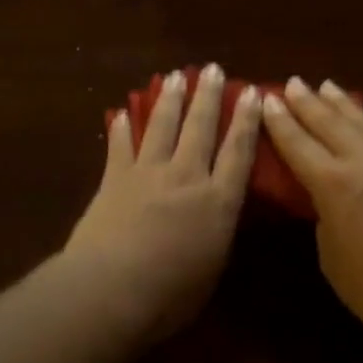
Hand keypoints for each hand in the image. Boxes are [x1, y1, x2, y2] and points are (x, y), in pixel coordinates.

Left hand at [64, 64, 262, 339]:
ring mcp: (148, 174)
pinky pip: (120, 147)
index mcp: (218, 202)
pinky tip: (122, 113)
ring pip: (162, 126)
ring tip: (174, 76)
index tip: (251, 92)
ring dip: (169, 99)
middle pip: (200, 128)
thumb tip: (219, 218)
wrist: (111, 289)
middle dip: (208, 96)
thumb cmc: (171, 294)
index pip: (238, 152)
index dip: (246, 120)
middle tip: (212, 68)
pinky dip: (121, 129)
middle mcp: (187, 177)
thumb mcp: (212, 268)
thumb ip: (218, 235)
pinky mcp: (114, 180)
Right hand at [261, 78, 362, 342]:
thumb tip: (328, 199)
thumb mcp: (331, 255)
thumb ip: (324, 217)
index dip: (279, 121)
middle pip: (328, 123)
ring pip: (361, 122)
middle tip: (291, 83)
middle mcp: (361, 162)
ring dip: (339, 102)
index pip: (297, 144)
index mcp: (332, 184)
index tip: (266, 99)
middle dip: (306, 102)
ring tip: (325, 85)